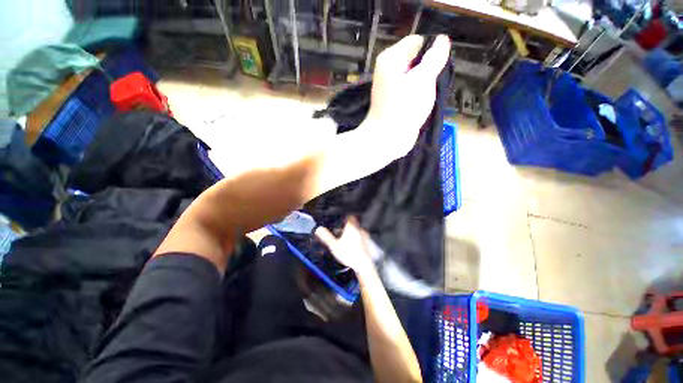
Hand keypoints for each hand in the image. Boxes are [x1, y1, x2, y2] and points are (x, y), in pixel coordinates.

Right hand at [315, 217, 375, 276]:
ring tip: (345, 236)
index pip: (349, 215)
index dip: (344, 216)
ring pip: (357, 228)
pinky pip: (360, 234)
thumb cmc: (348, 254)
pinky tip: (352, 243)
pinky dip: (356, 236)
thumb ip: (326, 236)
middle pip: (353, 221)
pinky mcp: (367, 241)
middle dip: (346, 224)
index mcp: (351, 227)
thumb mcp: (334, 246)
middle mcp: (359, 228)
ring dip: (351, 230)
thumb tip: (318, 229)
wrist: (363, 264)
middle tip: (340, 228)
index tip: (340, 218)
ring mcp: (364, 234)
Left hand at [363, 34, 450, 158]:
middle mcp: (389, 72)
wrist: (388, 139)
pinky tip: (425, 103)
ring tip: (429, 95)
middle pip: (417, 61)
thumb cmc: (404, 107)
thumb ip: (434, 57)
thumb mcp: (423, 78)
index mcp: (390, 60)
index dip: (432, 50)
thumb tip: (442, 40)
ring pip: (416, 78)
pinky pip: (412, 93)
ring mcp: (392, 89)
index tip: (440, 65)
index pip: (417, 42)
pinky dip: (420, 96)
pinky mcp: (396, 103)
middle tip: (433, 83)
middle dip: (429, 70)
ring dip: (426, 85)